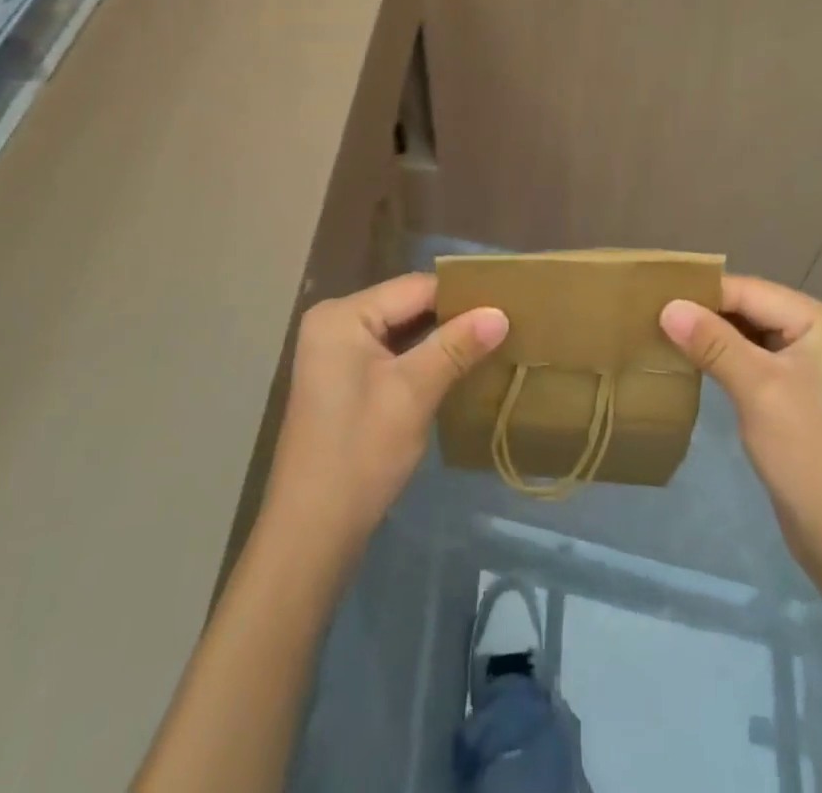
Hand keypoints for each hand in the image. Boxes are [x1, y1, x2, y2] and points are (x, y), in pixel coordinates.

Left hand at [261, 274, 508, 556]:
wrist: (312, 533)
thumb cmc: (360, 454)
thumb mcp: (413, 393)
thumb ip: (456, 346)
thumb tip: (501, 312)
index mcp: (342, 315)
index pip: (414, 288)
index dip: (462, 295)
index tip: (508, 302)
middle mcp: (334, 321)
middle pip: (406, 305)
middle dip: (453, 316)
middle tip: (506, 321)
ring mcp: (335, 351)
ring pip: (401, 330)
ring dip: (441, 337)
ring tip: (492, 339)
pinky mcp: (342, 378)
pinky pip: (390, 352)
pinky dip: (422, 357)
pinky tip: (458, 365)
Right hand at [661, 276, 821, 571]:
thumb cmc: (810, 458)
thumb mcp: (757, 391)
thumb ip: (712, 342)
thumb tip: (667, 306)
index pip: (752, 291)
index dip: (702, 293)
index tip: (652, 296)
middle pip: (753, 307)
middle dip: (706, 312)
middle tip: (652, 314)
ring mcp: (817, 361)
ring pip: (753, 332)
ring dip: (713, 335)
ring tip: (663, 332)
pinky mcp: (804, 387)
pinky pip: (758, 356)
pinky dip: (727, 356)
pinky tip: (694, 359)